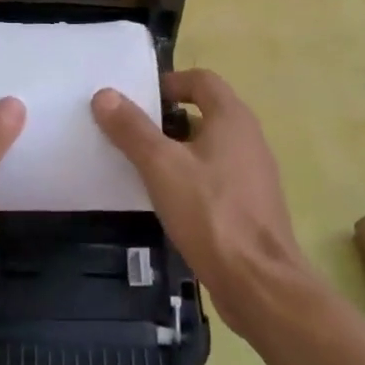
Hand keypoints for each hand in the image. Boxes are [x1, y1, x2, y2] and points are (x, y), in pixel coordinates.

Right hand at [92, 70, 307, 335]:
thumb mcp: (161, 166)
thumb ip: (132, 129)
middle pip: (205, 112)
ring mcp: (253, 173)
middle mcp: (248, 138)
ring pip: (209, 146)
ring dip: (177, 150)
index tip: (138, 101)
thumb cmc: (210, 213)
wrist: (260, 284)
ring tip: (143, 167)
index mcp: (232, 118)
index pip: (201, 80)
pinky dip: (191, 178)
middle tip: (132, 133)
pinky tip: (168, 201)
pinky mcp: (251, 205)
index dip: (169, 83)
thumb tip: (104, 94)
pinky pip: (216, 176)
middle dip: (167, 119)